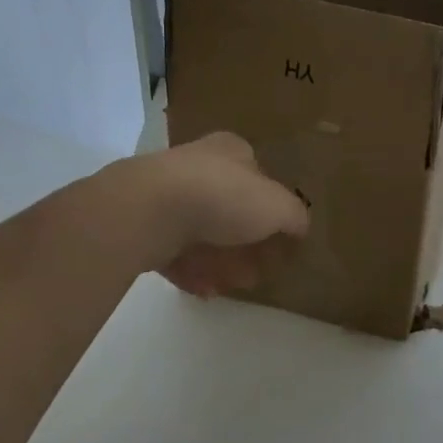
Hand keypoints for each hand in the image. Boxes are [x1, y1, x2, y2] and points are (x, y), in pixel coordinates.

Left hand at [137, 132, 308, 296]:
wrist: (148, 210)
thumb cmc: (223, 197)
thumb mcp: (278, 207)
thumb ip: (295, 217)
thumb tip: (300, 227)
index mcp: (230, 151)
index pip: (258, 176)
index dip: (272, 209)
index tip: (280, 238)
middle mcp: (197, 166)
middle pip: (230, 208)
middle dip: (246, 243)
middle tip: (258, 271)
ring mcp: (165, 194)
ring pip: (201, 231)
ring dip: (220, 261)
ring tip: (233, 286)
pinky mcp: (142, 223)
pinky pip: (173, 251)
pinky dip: (191, 271)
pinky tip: (205, 291)